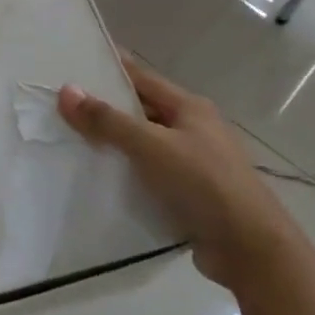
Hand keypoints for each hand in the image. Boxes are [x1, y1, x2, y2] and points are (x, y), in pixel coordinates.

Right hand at [59, 54, 293, 289]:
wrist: (252, 250)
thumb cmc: (203, 184)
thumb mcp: (150, 146)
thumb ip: (107, 120)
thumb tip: (66, 91)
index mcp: (190, 108)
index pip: (141, 77)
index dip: (109, 69)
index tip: (74, 63)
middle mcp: (195, 129)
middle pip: (142, 111)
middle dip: (106, 109)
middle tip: (63, 107)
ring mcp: (196, 163)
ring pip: (145, 144)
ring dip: (116, 144)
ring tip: (72, 142)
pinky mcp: (192, 194)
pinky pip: (151, 174)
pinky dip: (128, 173)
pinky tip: (101, 179)